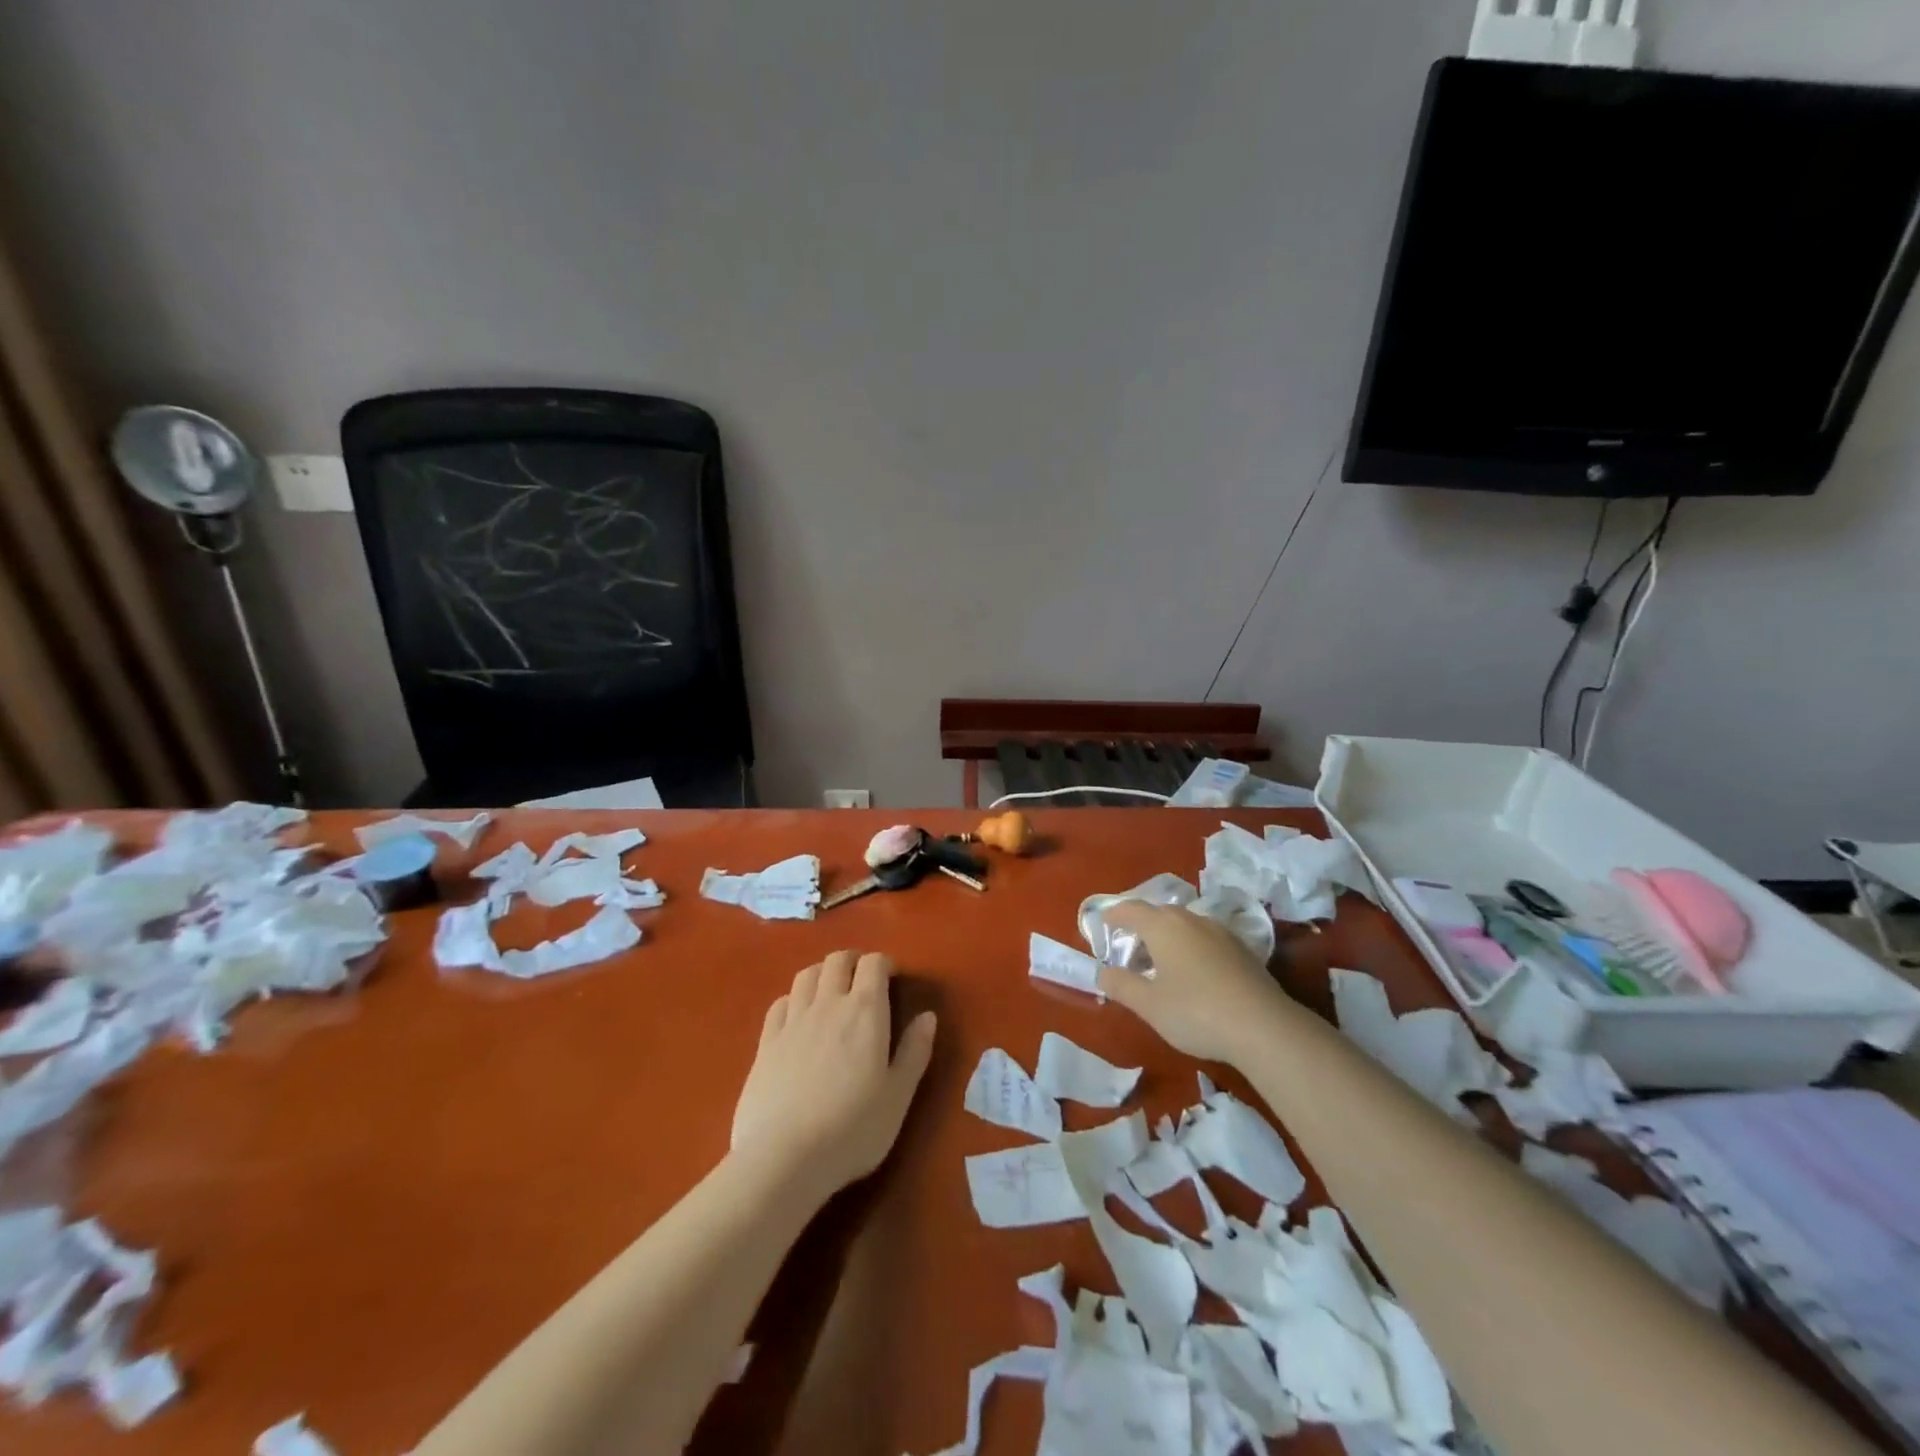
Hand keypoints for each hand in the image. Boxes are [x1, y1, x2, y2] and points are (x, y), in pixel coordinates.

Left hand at [731, 951, 936, 1201]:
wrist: (783, 1157)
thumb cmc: (853, 1128)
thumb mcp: (898, 1096)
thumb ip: (915, 1051)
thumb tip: (928, 1016)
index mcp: (865, 1011)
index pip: (873, 964)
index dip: (884, 964)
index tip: (892, 978)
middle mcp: (828, 1003)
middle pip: (837, 960)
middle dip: (853, 962)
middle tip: (862, 981)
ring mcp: (792, 1020)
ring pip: (806, 975)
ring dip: (822, 974)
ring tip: (831, 992)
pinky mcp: (766, 1042)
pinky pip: (780, 1003)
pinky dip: (794, 999)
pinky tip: (797, 1016)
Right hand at [1097, 902, 1292, 1063]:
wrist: (1264, 1027)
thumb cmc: (1195, 1012)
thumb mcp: (1148, 1005)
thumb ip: (1120, 985)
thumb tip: (1103, 972)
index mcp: (1163, 926)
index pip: (1130, 909)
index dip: (1113, 916)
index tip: (1103, 926)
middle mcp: (1191, 919)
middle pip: (1158, 914)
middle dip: (1140, 927)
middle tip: (1129, 951)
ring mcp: (1220, 932)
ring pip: (1184, 925)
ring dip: (1167, 938)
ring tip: (1160, 964)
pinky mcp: (1242, 950)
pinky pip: (1205, 939)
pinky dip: (1190, 948)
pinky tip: (1193, 974)